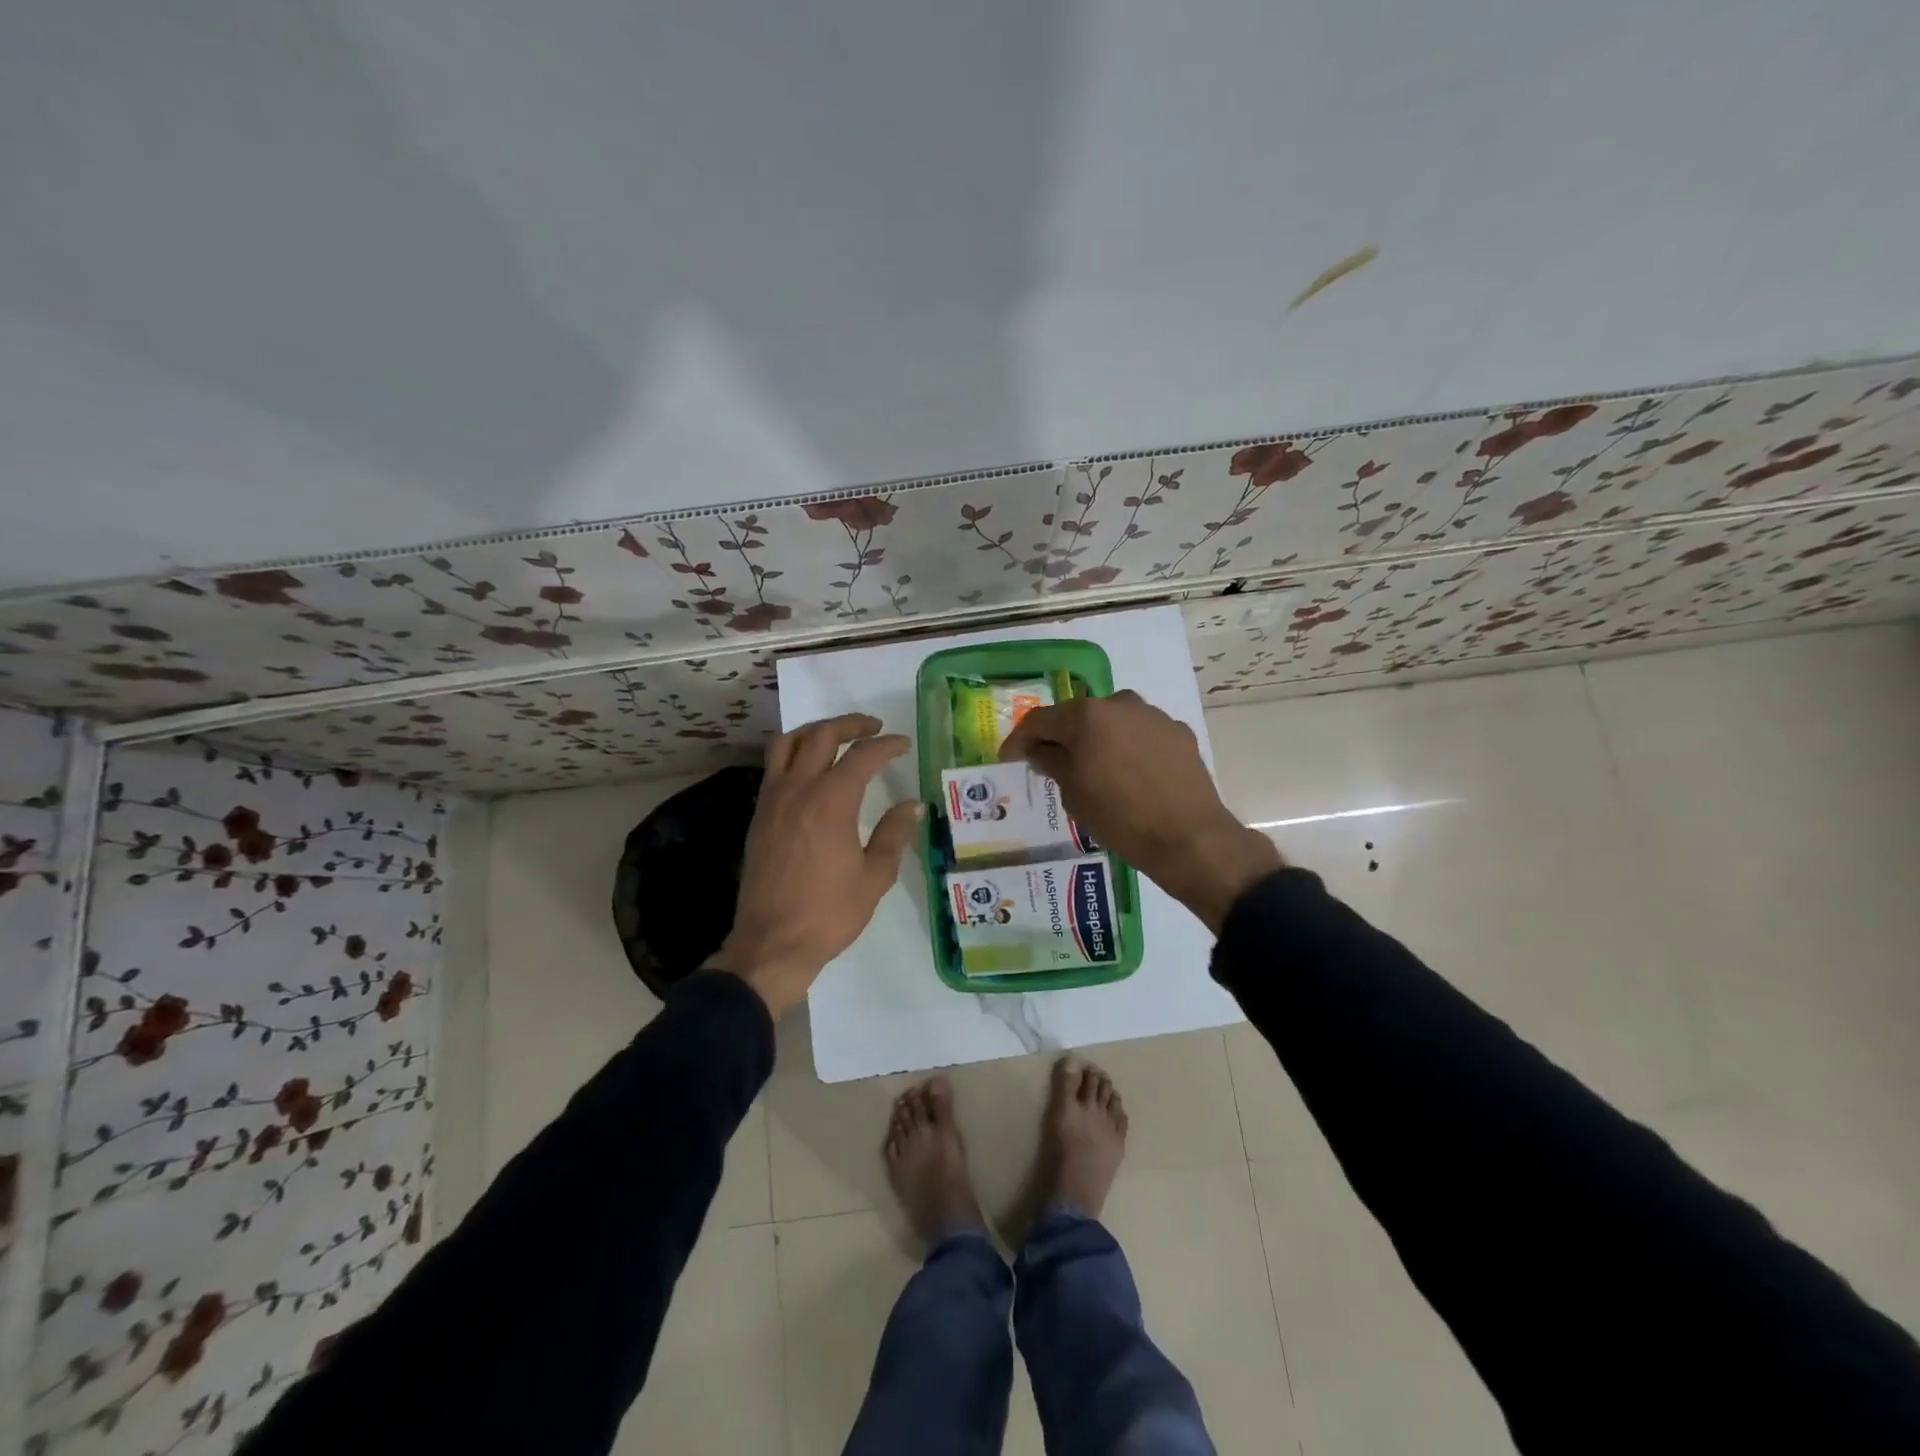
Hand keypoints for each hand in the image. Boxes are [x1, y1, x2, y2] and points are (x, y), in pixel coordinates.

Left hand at [711, 713, 923, 1018]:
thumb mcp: (874, 876)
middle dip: (850, 724)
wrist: (772, 943)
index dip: (886, 745)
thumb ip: (894, 834)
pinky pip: (773, 766)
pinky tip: (810, 770)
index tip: (903, 745)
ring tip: (836, 737)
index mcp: (831, 801)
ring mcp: (772, 799)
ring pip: (788, 743)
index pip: (862, 755)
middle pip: (821, 735)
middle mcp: (798, 789)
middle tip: (873, 727)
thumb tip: (913, 805)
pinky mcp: (759, 814)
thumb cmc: (829, 913)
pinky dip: (794, 753)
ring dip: (815, 731)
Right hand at [999, 690, 1282, 932]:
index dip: (1020, 739)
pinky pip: (1141, 736)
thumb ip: (1052, 763)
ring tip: (1095, 770)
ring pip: (1113, 723)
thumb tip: (1042, 751)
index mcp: (1086, 716)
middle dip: (1063, 737)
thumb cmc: (1119, 817)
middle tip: (1052, 763)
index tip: (1010, 757)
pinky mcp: (1178, 732)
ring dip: (1099, 741)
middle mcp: (1119, 704)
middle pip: (1079, 716)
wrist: (1188, 838)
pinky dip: (1128, 749)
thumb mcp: (1073, 795)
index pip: (1040, 720)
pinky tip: (1130, 776)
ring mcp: (1153, 716)